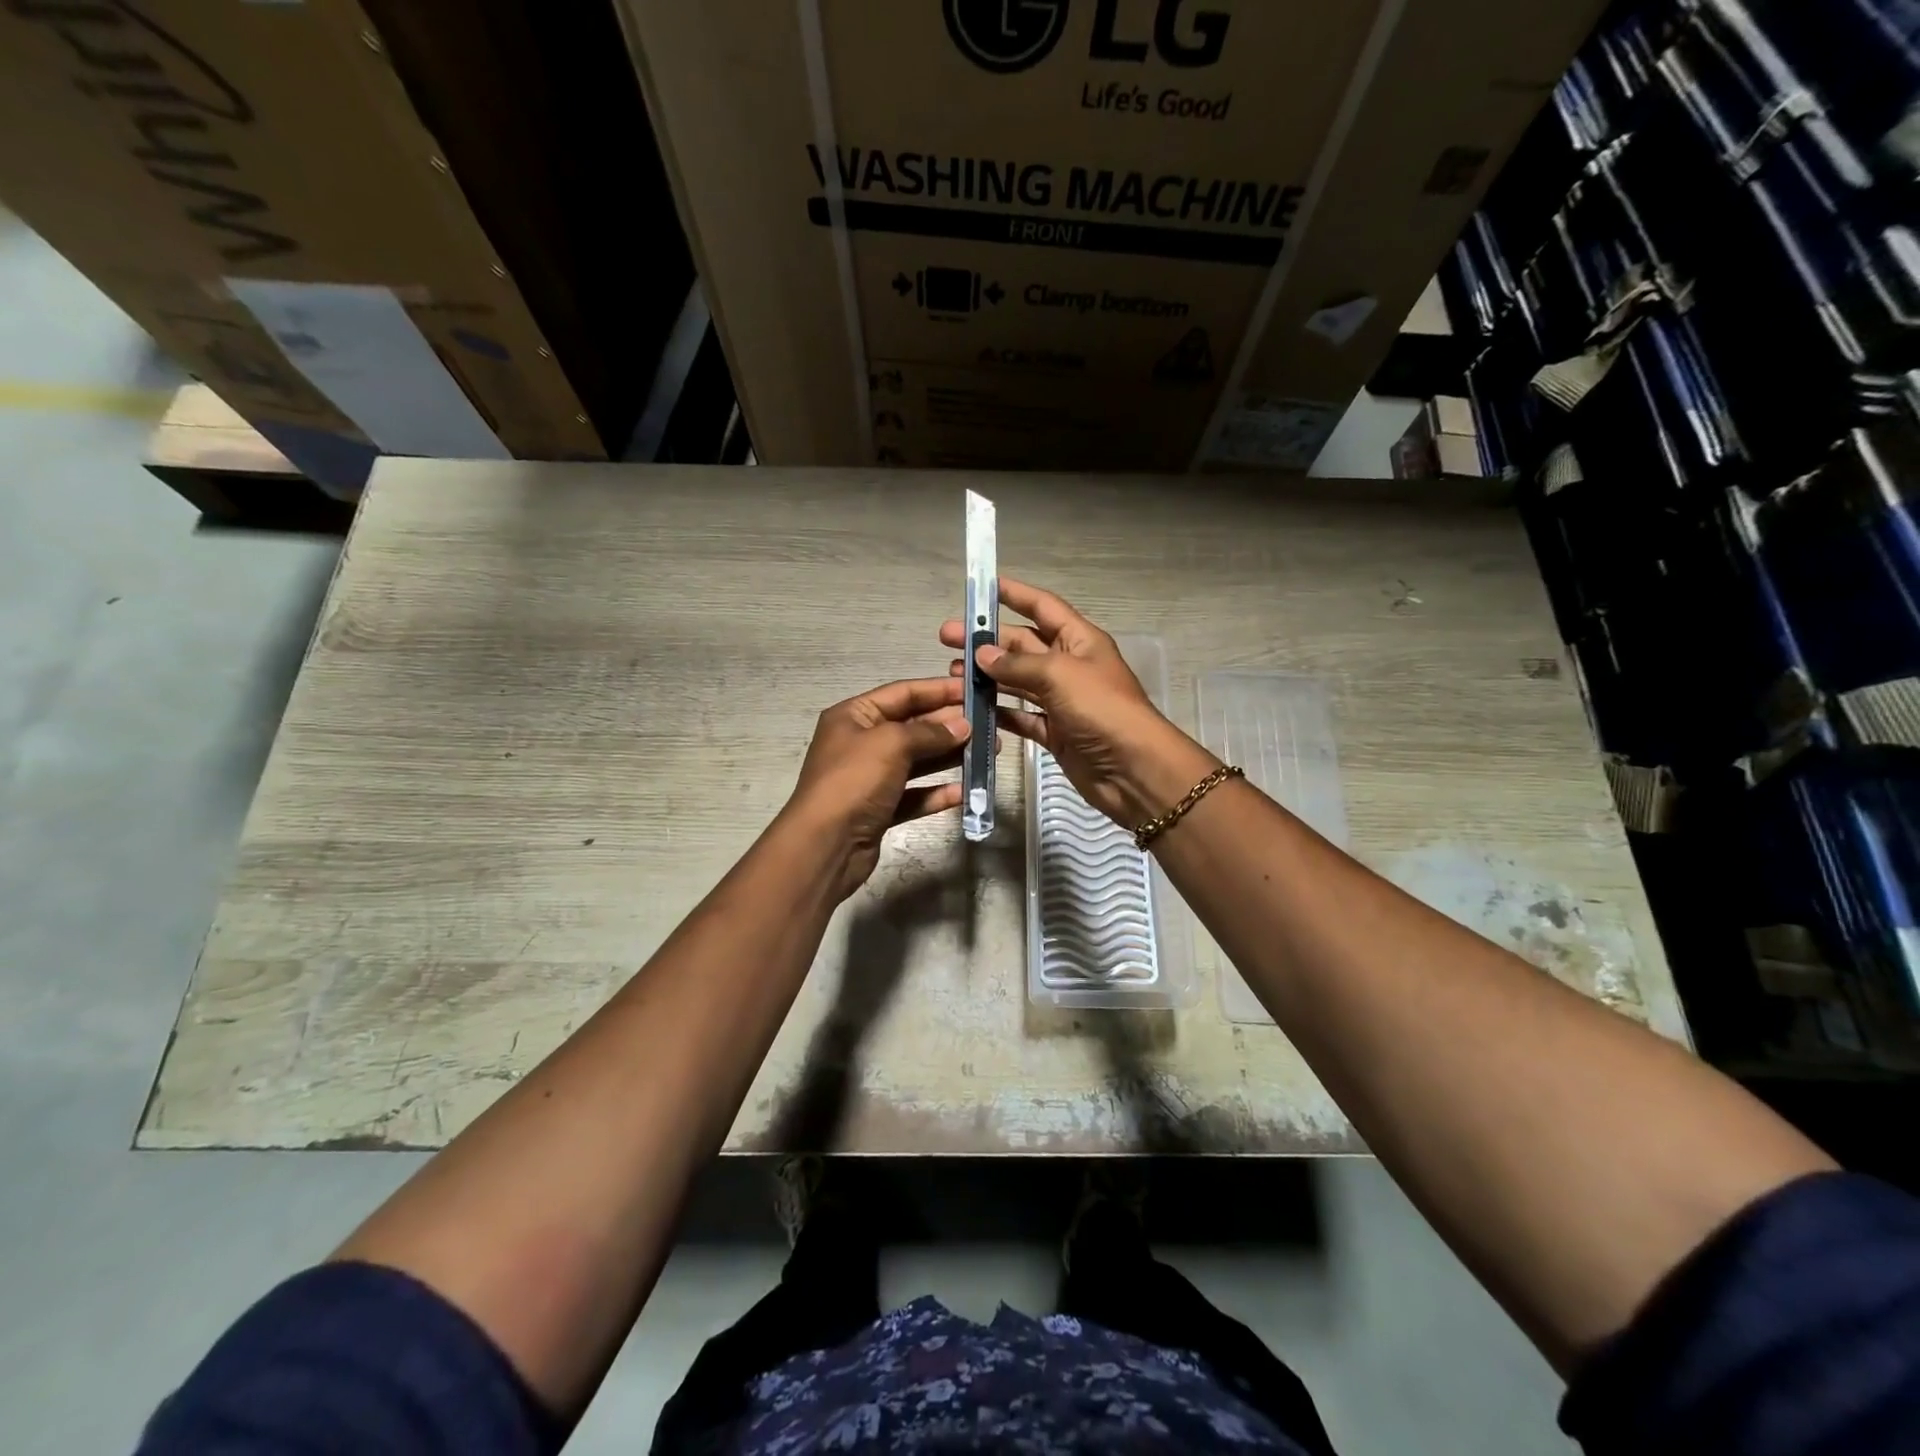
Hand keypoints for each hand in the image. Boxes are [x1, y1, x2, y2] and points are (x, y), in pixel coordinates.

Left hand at [784, 677, 973, 899]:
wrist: (825, 845)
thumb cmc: (854, 781)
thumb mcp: (891, 744)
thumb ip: (929, 732)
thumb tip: (962, 726)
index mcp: (853, 716)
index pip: (902, 693)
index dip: (938, 690)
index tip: (973, 690)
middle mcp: (861, 743)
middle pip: (912, 727)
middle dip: (949, 725)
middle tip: (988, 725)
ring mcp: (870, 778)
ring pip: (917, 761)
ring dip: (950, 756)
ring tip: (988, 753)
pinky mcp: (880, 809)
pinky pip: (915, 794)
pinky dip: (937, 792)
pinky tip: (964, 791)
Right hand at [940, 578, 1217, 827]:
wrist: (1133, 769)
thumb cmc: (1102, 709)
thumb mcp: (1059, 675)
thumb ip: (1018, 664)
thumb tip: (982, 654)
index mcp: (1079, 640)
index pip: (1043, 607)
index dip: (1014, 594)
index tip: (983, 587)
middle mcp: (1069, 666)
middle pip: (1023, 645)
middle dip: (988, 641)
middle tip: (948, 639)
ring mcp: (1061, 701)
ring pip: (1018, 682)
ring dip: (988, 676)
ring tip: (953, 673)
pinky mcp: (1055, 732)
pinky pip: (1021, 716)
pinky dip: (999, 712)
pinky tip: (972, 708)